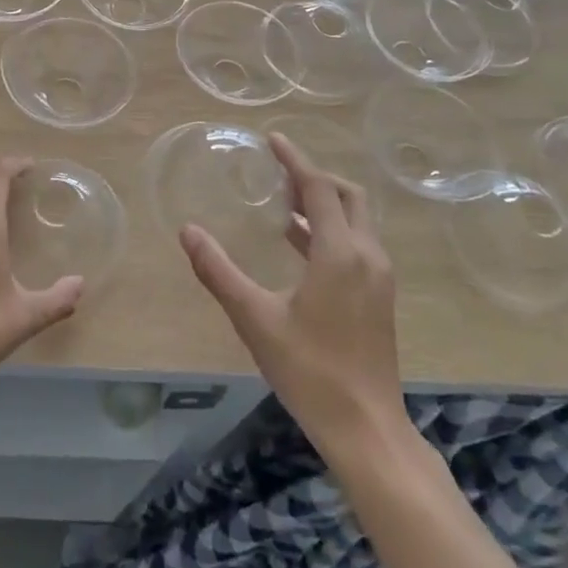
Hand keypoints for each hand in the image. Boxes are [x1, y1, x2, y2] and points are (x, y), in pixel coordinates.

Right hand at [180, 134, 402, 454]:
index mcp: (340, 253)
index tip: (273, 139)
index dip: (295, 160)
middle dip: (315, 178)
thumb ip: (218, 271)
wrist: (367, 429)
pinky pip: (357, 243)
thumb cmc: (310, 370)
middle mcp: (367, 256)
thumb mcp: (255, 318)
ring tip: (283, 202)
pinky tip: (299, 244)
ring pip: (356, 220)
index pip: (318, 188)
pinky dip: (331, 229)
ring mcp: (379, 278)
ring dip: (324, 204)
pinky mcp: (379, 297)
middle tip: (279, 173)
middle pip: (347, 196)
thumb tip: (188, 232)